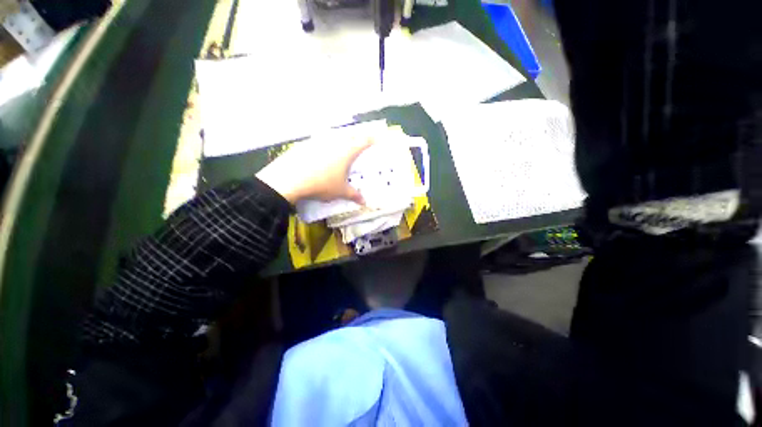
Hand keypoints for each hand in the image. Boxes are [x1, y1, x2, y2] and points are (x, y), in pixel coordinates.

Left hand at [256, 137, 374, 203]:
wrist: (289, 179)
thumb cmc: (322, 184)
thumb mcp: (340, 192)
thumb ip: (354, 195)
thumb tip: (364, 202)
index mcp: (347, 151)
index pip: (364, 141)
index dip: (373, 138)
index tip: (379, 137)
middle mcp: (334, 142)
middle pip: (350, 135)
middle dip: (358, 137)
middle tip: (361, 141)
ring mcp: (318, 141)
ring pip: (334, 136)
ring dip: (341, 138)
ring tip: (343, 145)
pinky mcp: (305, 144)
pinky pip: (320, 140)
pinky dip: (325, 144)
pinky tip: (322, 152)